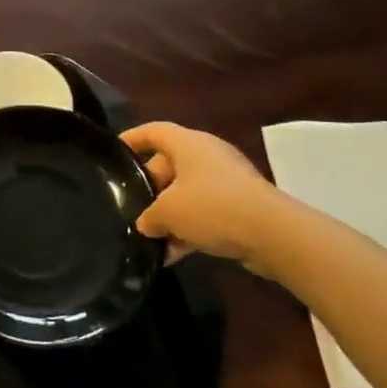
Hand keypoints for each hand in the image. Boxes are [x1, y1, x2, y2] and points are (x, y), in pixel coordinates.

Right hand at [121, 122, 286, 274]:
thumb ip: (149, 216)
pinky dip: (188, 230)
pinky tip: (172, 256)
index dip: (133, 139)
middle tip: (130, 209)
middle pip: (169, 165)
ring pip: (186, 193)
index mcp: (188, 144)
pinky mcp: (240, 206)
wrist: (272, 233)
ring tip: (148, 240)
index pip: (154, 131)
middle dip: (149, 189)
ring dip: (169, 215)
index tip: (114, 152)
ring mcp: (226, 181)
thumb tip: (145, 224)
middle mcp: (207, 156)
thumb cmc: (212, 206)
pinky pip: (205, 213)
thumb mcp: (168, 212)